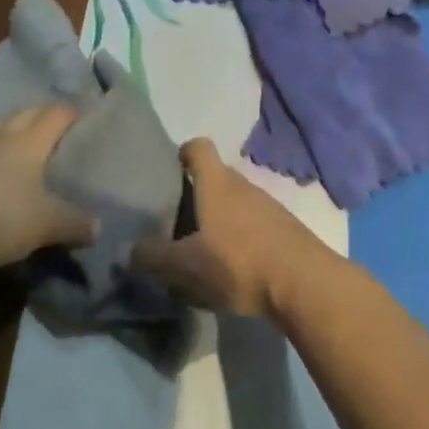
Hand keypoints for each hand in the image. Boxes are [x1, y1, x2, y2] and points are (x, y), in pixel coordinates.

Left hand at [0, 106, 96, 274]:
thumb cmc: (4, 218)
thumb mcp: (48, 225)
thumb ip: (75, 224)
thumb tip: (98, 227)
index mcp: (30, 142)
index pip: (55, 115)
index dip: (69, 112)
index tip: (81, 114)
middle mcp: (1, 138)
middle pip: (24, 115)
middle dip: (39, 115)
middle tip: (51, 124)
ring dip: (5, 130)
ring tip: (13, 138)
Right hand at [131, 139, 327, 320]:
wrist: (302, 282)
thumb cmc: (238, 262)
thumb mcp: (188, 265)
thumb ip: (155, 257)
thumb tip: (126, 251)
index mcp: (216, 182)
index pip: (199, 146)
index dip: (183, 152)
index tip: (171, 169)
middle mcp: (241, 183)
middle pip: (215, 175)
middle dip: (197, 193)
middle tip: (178, 220)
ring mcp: (265, 203)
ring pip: (235, 200)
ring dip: (219, 216)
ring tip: (204, 247)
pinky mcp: (282, 227)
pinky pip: (253, 221)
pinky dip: (240, 234)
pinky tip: (234, 264)